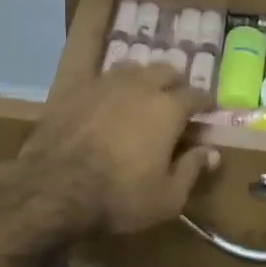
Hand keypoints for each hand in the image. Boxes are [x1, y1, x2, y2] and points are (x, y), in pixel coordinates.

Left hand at [15, 65, 218, 240]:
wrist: (54, 187)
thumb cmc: (119, 196)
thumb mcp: (167, 198)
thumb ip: (192, 170)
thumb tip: (212, 152)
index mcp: (167, 108)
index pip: (196, 94)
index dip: (205, 102)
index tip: (208, 110)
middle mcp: (139, 86)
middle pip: (165, 70)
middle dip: (175, 83)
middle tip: (176, 99)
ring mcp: (105, 83)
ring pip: (132, 69)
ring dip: (143, 79)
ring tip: (142, 95)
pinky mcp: (76, 89)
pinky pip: (101, 78)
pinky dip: (112, 87)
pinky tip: (107, 100)